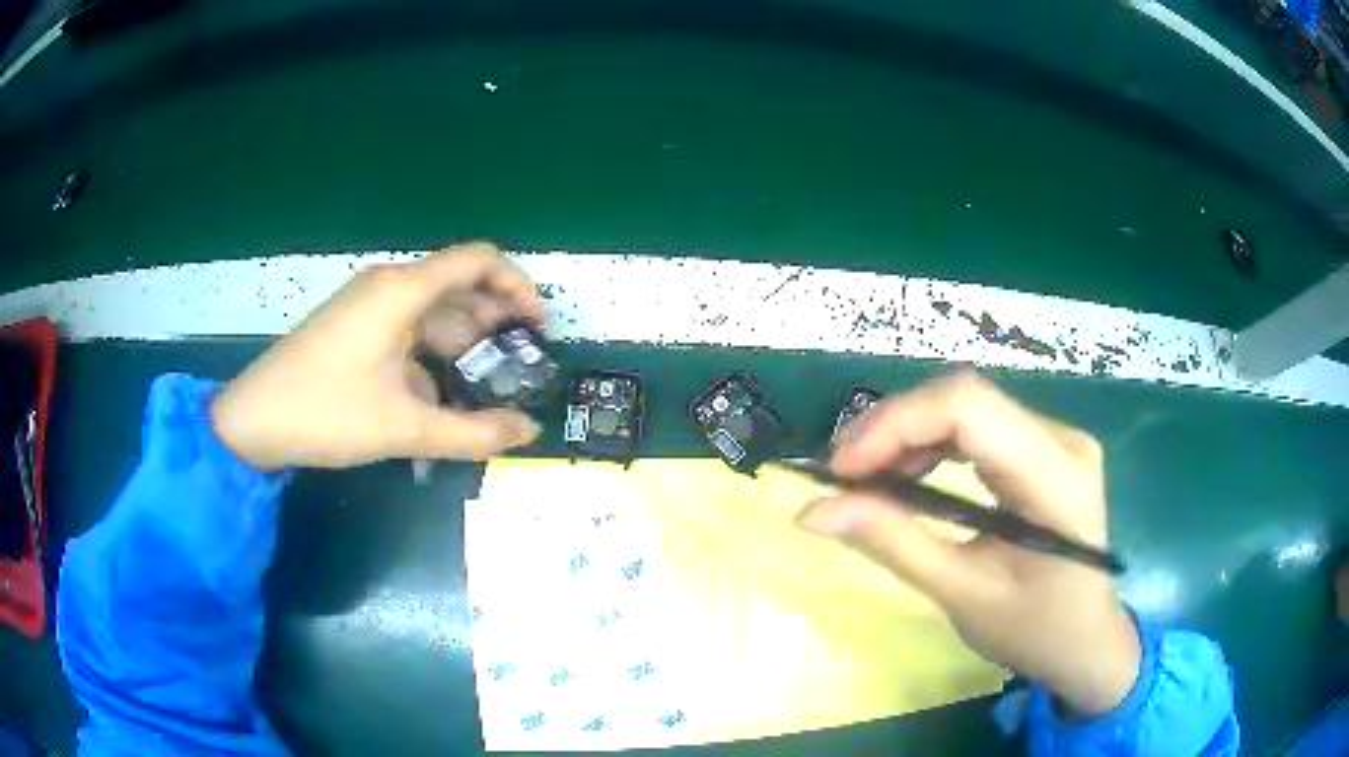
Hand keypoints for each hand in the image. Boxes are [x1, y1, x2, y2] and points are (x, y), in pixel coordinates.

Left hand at [211, 243, 544, 470]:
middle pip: (458, 285)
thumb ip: (474, 433)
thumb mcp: (405, 428)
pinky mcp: (353, 329)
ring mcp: (367, 307)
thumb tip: (529, 432)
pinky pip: (406, 330)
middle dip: (495, 318)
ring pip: (431, 310)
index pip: (478, 260)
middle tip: (521, 361)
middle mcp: (387, 287)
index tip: (538, 325)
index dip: (517, 284)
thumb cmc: (327, 413)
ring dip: (464, 339)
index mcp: (402, 291)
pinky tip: (440, 393)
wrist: (253, 422)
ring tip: (489, 380)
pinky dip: (432, 353)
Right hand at [797, 371, 1139, 716]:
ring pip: (969, 405)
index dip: (896, 424)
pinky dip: (932, 444)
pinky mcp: (1045, 448)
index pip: (970, 408)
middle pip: (966, 398)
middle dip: (894, 428)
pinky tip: (907, 475)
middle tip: (843, 477)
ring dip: (909, 434)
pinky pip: (980, 425)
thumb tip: (811, 511)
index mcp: (1056, 477)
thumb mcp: (963, 596)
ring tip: (866, 478)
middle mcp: (1063, 438)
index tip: (841, 471)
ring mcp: (1058, 438)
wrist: (1088, 641)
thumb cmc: (1035, 632)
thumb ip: (894, 544)